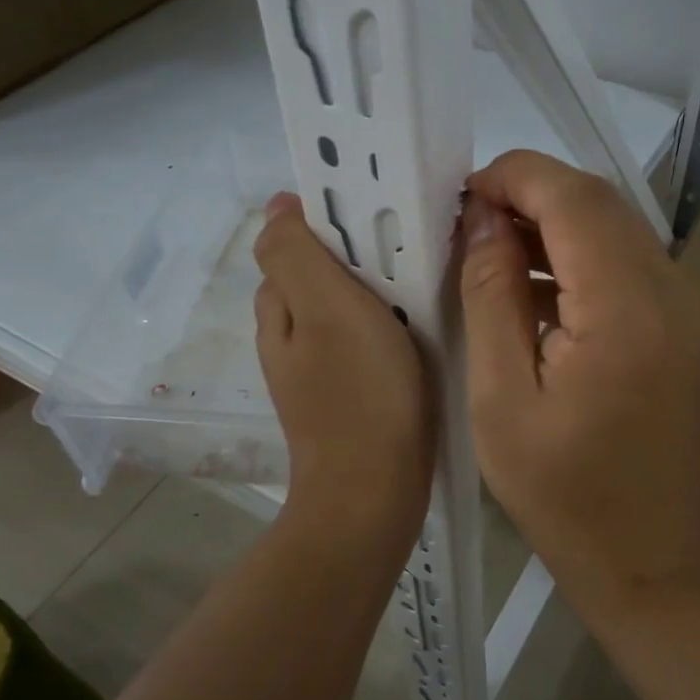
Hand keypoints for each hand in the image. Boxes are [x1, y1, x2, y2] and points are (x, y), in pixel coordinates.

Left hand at [255, 193, 433, 534]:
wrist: (373, 493)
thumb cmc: (358, 394)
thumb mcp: (325, 309)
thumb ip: (295, 254)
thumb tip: (277, 206)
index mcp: (279, 308)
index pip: (292, 241)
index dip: (329, 218)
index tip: (379, 213)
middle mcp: (290, 335)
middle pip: (320, 272)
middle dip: (357, 252)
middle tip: (409, 247)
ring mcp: (318, 367)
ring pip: (344, 306)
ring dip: (376, 288)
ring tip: (422, 281)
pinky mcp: (348, 392)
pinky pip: (364, 339)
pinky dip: (385, 324)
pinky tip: (418, 328)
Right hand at [459, 152, 699, 611]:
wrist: (649, 557)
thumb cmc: (561, 494)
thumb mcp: (500, 398)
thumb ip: (491, 296)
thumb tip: (483, 219)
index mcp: (627, 313)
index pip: (574, 198)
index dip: (514, 177)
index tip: (462, 197)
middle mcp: (675, 292)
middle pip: (600, 201)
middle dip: (531, 194)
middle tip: (470, 225)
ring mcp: (692, 305)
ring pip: (617, 224)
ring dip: (555, 222)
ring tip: (495, 253)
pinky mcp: (690, 321)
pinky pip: (630, 259)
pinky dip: (581, 254)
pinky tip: (538, 288)